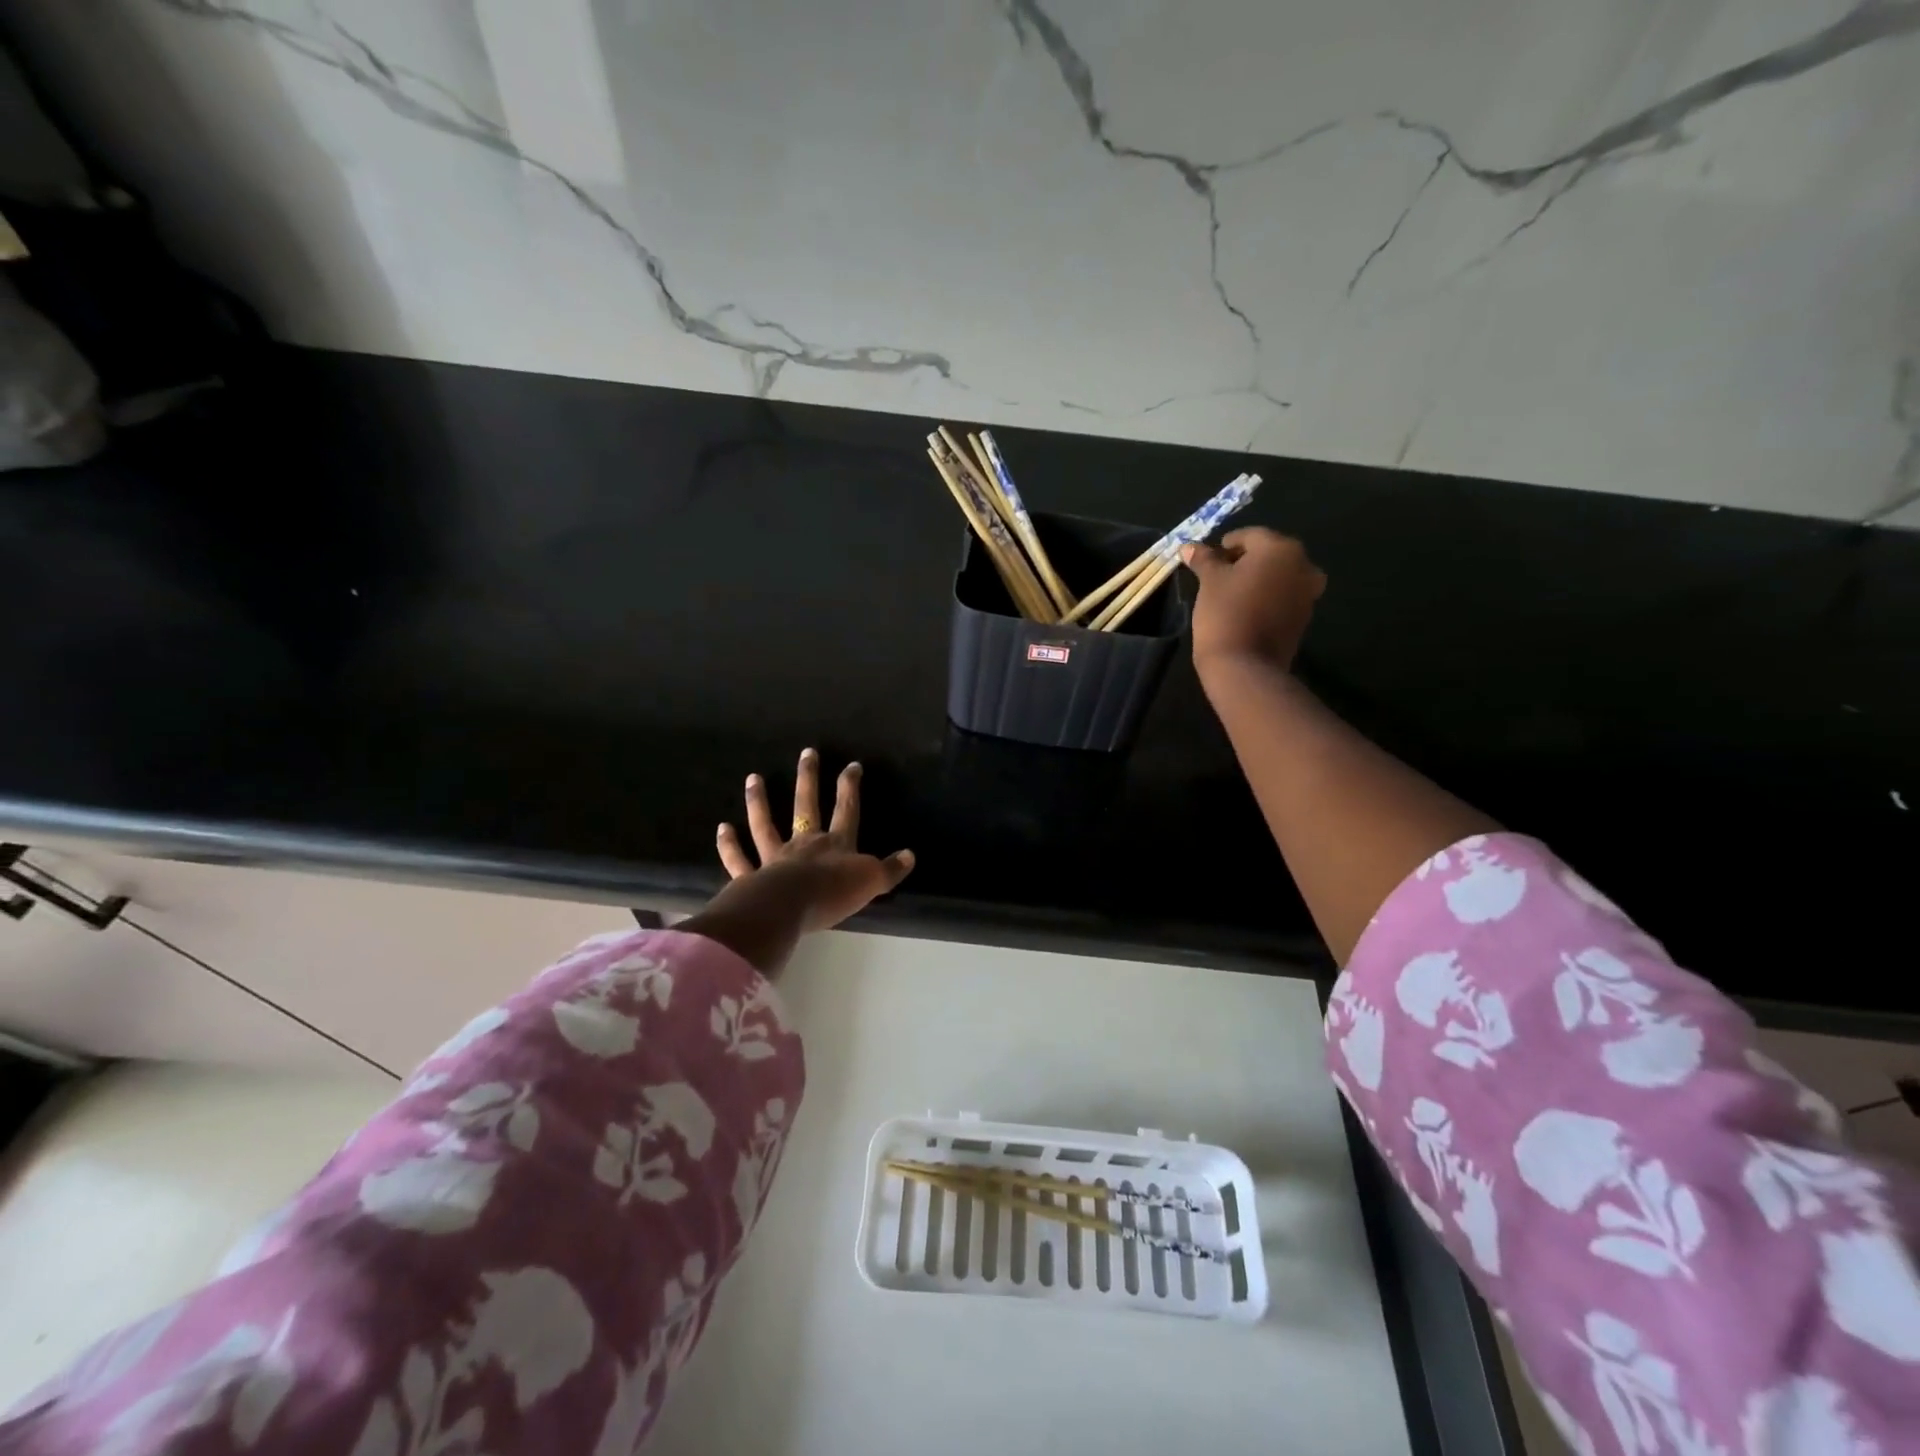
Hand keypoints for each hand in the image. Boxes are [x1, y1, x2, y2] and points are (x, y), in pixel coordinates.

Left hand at [714, 748, 914, 933]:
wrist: (788, 909)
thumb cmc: (833, 894)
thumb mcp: (871, 882)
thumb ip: (890, 869)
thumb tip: (910, 855)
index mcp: (835, 844)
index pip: (846, 809)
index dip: (850, 787)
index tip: (852, 764)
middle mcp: (804, 844)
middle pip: (806, 805)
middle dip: (808, 778)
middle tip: (806, 752)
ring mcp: (774, 858)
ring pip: (765, 824)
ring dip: (759, 801)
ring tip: (753, 778)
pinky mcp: (750, 877)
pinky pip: (738, 859)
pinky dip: (729, 845)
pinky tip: (723, 828)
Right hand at [1182, 528, 1325, 674]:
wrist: (1245, 665)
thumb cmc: (1225, 613)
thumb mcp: (1209, 581)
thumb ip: (1203, 559)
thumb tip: (1188, 546)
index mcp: (1281, 548)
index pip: (1250, 536)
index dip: (1226, 545)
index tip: (1208, 559)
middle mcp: (1303, 565)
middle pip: (1268, 554)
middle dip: (1244, 561)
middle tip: (1218, 575)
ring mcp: (1308, 593)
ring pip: (1278, 576)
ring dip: (1257, 580)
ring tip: (1231, 594)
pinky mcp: (1304, 617)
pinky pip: (1283, 597)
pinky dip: (1267, 597)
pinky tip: (1246, 610)